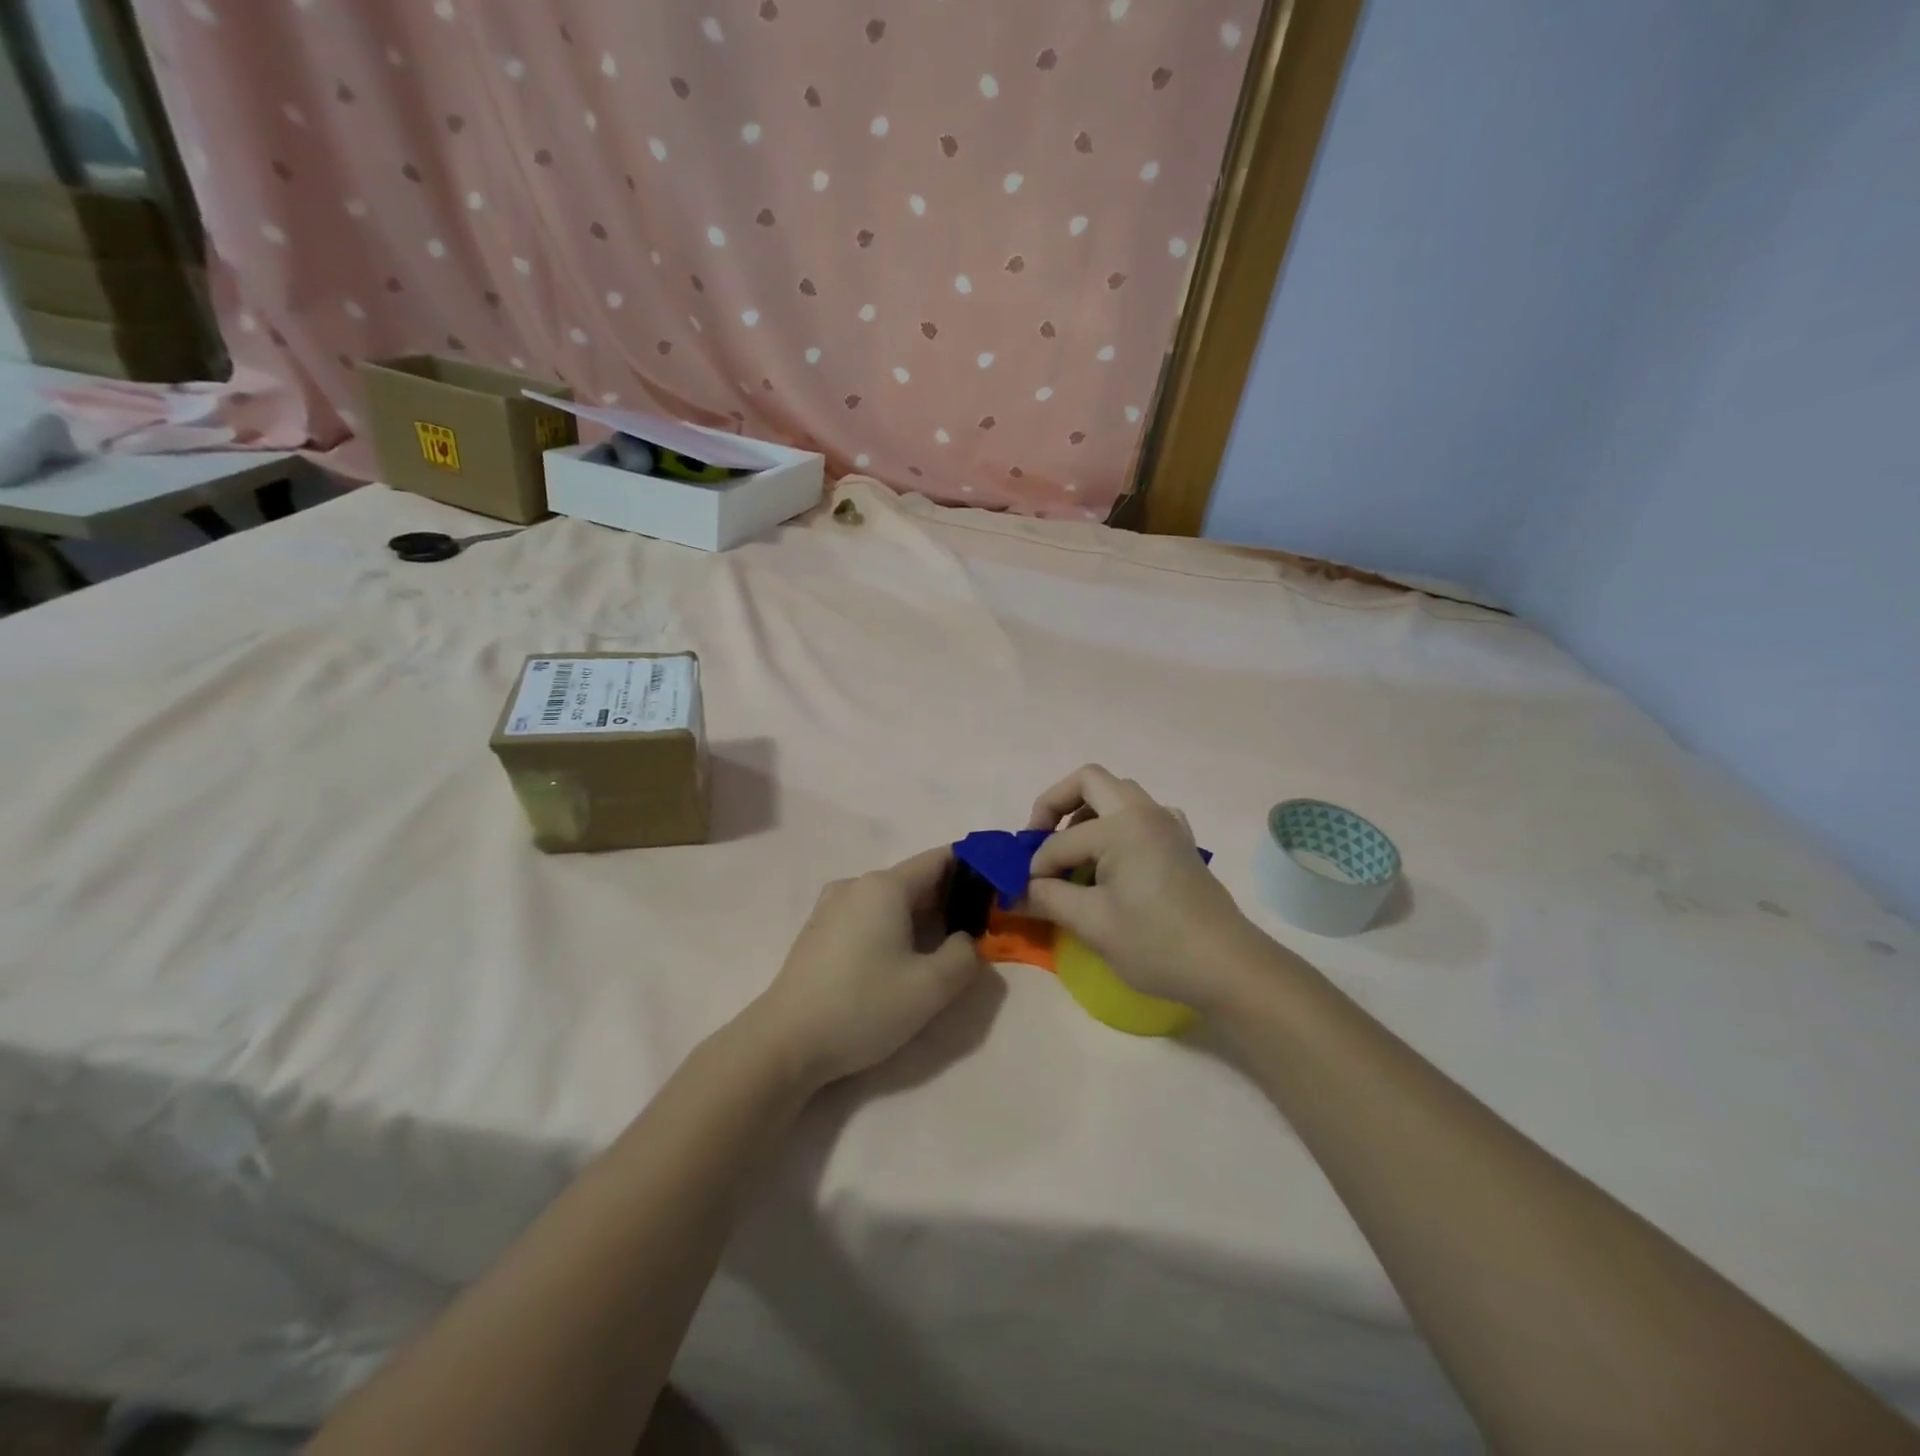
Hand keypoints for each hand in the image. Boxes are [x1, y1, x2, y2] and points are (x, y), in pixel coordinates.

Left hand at [747, 847, 981, 1089]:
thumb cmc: (862, 1006)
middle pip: (916, 879)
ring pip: (892, 900)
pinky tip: (901, 962)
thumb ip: (964, 956)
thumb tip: (965, 941)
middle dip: (951, 899)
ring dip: (922, 918)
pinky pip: (869, 916)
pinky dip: (894, 928)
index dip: (976, 870)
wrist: (785, 1043)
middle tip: (980, 930)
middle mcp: (857, 885)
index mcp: (885, 886)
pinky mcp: (819, 931)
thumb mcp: (931, 988)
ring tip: (944, 951)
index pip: (942, 859)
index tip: (1000, 892)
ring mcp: (832, 906)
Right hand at [1024, 765, 1264, 1011]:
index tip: (1024, 893)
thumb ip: (1047, 899)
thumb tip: (1013, 893)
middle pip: (1089, 781)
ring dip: (1086, 812)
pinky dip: (1116, 825)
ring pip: (1117, 794)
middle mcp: (1145, 812)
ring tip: (1071, 853)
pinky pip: (1140, 814)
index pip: (1061, 840)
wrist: (1228, 967)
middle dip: (1055, 804)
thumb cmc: (1156, 943)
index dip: (1036, 866)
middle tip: (1038, 839)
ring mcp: (1168, 824)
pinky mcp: (1180, 843)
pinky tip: (1111, 860)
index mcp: (1123, 825)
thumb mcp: (1093, 923)